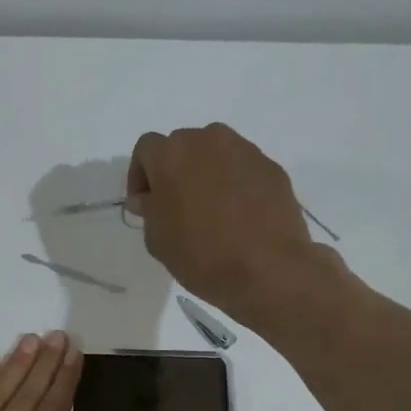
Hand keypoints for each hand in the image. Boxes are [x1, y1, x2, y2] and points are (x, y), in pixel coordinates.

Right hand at [126, 123, 322, 320]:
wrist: (266, 269)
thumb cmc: (200, 256)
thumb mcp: (157, 240)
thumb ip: (149, 210)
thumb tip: (150, 199)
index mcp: (171, 155)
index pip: (146, 149)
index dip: (140, 176)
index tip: (144, 204)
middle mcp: (207, 140)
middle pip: (182, 146)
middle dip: (174, 171)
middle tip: (176, 206)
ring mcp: (244, 150)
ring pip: (215, 153)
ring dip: (205, 173)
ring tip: (209, 208)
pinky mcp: (270, 166)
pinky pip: (242, 168)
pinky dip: (234, 183)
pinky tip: (238, 215)